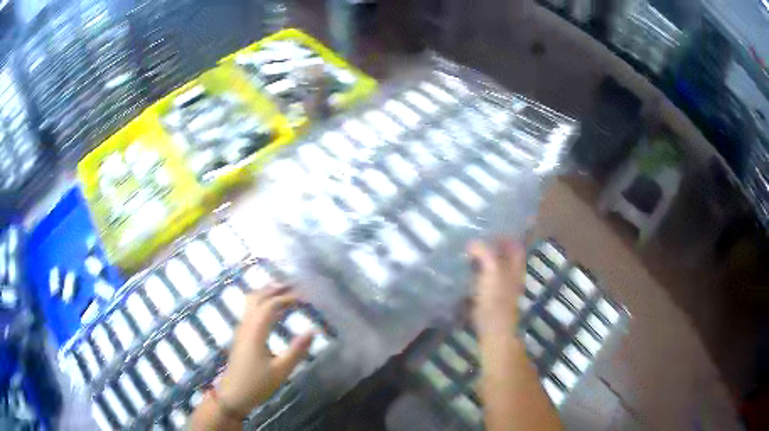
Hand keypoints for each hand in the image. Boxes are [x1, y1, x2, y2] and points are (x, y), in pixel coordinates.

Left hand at [217, 286, 312, 416]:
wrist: (233, 395)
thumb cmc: (257, 384)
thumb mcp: (280, 371)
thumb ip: (296, 351)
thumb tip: (312, 331)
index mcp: (255, 331)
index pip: (271, 305)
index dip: (288, 297)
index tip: (306, 296)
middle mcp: (246, 326)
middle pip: (257, 297)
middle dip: (275, 288)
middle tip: (295, 285)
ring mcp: (241, 330)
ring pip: (251, 302)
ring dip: (267, 293)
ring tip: (284, 291)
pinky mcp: (241, 336)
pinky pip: (250, 311)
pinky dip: (262, 303)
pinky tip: (272, 310)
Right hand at [467, 239, 525, 336]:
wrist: (493, 329)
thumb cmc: (496, 299)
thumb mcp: (492, 271)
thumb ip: (485, 252)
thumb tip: (472, 242)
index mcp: (515, 266)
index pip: (514, 245)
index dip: (505, 235)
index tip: (489, 227)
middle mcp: (509, 275)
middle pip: (503, 255)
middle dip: (491, 246)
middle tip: (473, 237)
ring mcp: (499, 287)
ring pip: (492, 267)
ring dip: (481, 259)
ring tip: (465, 251)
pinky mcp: (488, 297)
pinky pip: (482, 279)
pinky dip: (474, 272)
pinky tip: (462, 271)